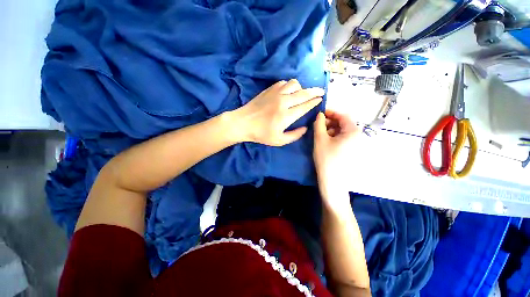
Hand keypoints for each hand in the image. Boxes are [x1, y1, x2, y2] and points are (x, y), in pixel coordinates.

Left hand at [232, 79, 323, 145]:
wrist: (243, 123)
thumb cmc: (261, 134)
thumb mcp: (278, 141)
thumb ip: (294, 135)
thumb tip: (305, 128)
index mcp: (287, 116)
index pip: (305, 106)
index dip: (314, 102)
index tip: (320, 99)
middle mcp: (283, 102)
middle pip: (304, 93)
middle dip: (315, 91)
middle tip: (321, 91)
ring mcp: (276, 94)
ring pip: (294, 84)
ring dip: (301, 88)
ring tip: (302, 92)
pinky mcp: (269, 90)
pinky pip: (283, 83)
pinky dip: (289, 85)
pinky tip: (289, 91)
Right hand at [313, 110, 360, 202]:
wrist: (332, 181)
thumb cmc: (326, 158)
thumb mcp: (320, 139)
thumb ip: (319, 124)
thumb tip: (320, 114)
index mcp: (353, 131)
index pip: (343, 115)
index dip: (331, 112)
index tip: (319, 113)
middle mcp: (358, 136)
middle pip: (343, 123)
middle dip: (330, 122)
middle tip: (318, 125)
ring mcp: (356, 144)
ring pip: (342, 131)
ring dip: (331, 129)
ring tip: (320, 134)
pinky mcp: (352, 150)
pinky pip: (343, 138)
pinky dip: (334, 136)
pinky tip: (326, 141)